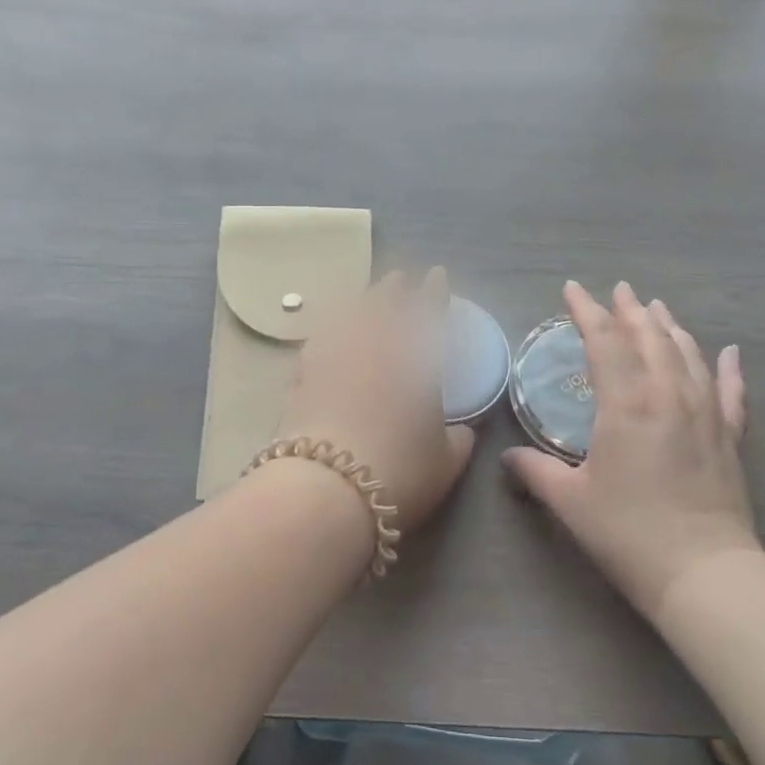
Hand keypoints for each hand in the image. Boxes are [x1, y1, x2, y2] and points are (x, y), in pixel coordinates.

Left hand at [272, 268, 475, 534]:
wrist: (324, 490)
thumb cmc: (398, 474)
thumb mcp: (445, 464)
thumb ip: (458, 441)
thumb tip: (463, 430)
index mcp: (415, 360)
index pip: (428, 312)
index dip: (434, 292)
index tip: (436, 274)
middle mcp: (373, 347)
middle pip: (383, 304)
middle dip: (393, 289)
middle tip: (398, 280)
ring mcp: (333, 357)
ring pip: (347, 316)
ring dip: (359, 302)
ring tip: (364, 298)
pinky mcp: (301, 376)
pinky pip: (318, 341)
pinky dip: (327, 332)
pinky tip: (327, 335)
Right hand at [503, 281, 755, 617]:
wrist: (703, 573)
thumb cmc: (628, 532)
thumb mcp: (570, 501)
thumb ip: (535, 471)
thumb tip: (508, 457)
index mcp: (626, 403)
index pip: (604, 341)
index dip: (587, 311)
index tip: (572, 290)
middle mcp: (668, 395)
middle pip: (649, 337)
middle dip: (630, 310)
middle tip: (619, 290)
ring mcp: (705, 413)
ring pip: (687, 354)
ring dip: (669, 327)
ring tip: (656, 308)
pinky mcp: (730, 437)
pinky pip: (731, 391)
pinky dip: (729, 368)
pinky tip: (730, 351)